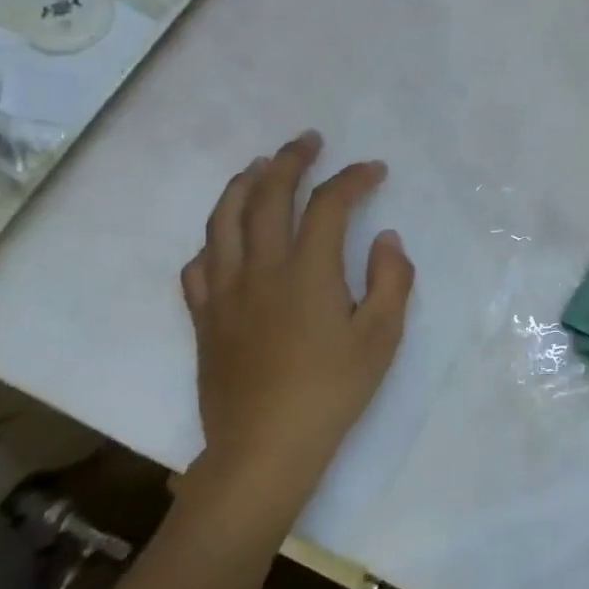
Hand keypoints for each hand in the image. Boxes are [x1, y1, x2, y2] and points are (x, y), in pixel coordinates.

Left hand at [180, 132, 413, 505]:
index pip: (328, 205)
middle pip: (267, 198)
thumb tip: (385, 239)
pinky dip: (213, 239)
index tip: (374, 170)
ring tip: (259, 166)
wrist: (265, 447)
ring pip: (223, 221)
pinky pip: (199, 265)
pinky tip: (223, 238)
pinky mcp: (204, 318)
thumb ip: (390, 281)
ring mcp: (224, 292)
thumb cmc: (332, 391)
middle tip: (307, 141)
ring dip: (242, 185)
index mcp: (307, 272)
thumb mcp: (381, 338)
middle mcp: (259, 269)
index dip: (352, 179)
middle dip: (289, 161)